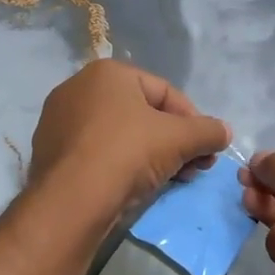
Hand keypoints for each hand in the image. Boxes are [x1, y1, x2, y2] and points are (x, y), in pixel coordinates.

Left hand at [27, 60, 230, 225]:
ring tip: (170, 179)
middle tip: (193, 167)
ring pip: (120, 134)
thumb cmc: (127, 154)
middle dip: (174, 140)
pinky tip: (135, 187)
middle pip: (142, 113)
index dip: (193, 120)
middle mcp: (78, 88)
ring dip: (151, 154)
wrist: (70, 202)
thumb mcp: (178, 139)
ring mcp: (59, 121)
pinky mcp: (50, 153)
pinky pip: (97, 153)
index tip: (208, 149)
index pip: (165, 92)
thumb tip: (224, 132)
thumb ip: (207, 131)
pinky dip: (120, 165)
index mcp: (108, 72)